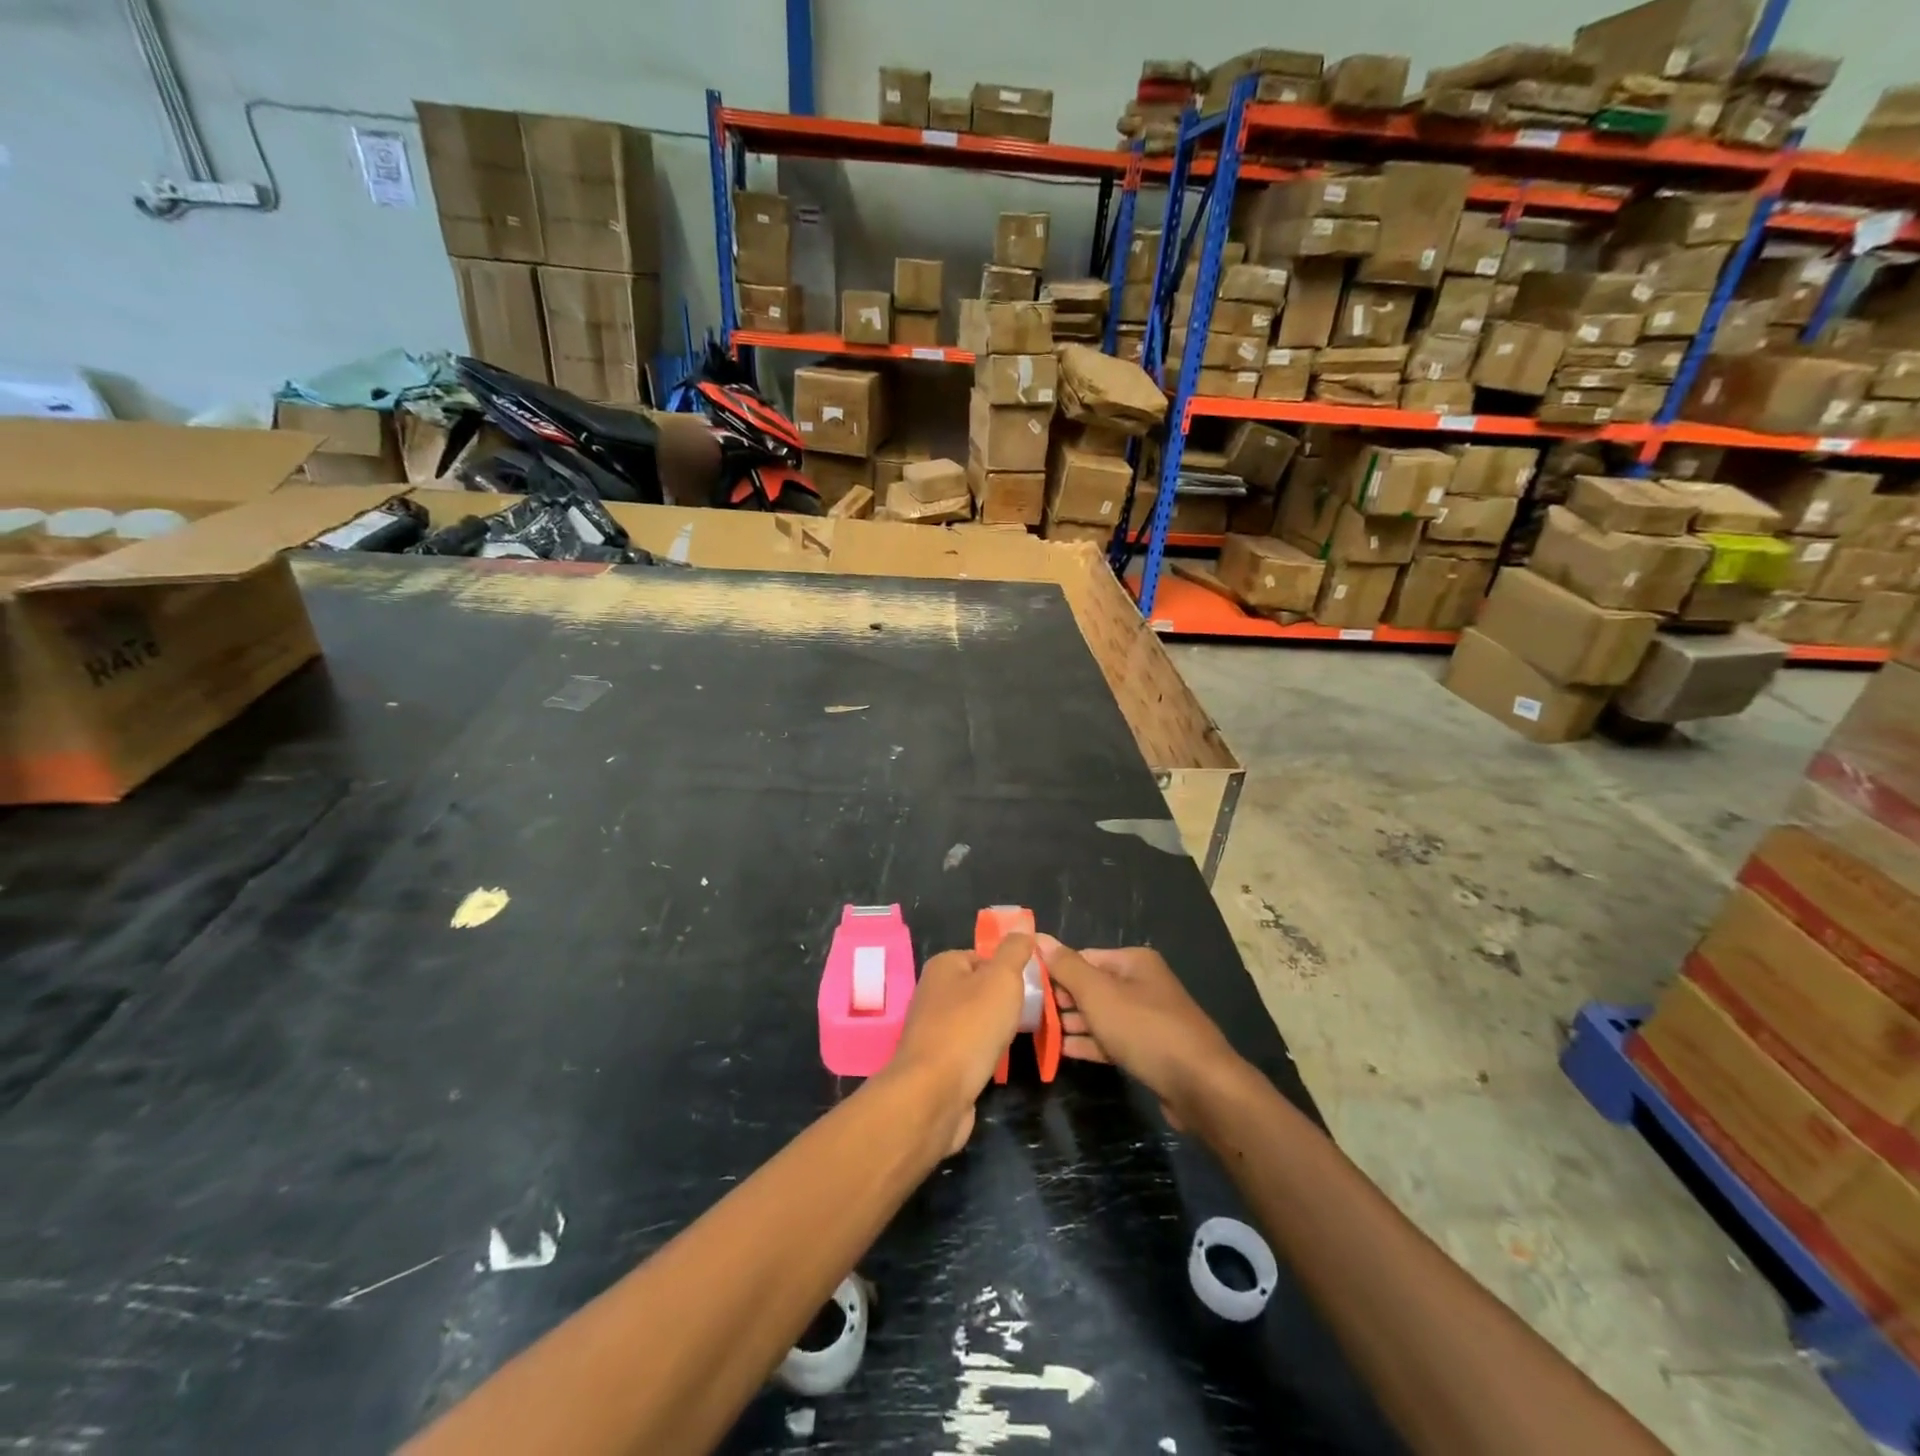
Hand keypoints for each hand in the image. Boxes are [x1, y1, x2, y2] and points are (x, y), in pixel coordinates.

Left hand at [888, 935, 1032, 1154]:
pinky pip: (968, 1049)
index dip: (1009, 969)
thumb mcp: (1001, 979)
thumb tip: (1022, 930)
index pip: (983, 956)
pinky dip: (984, 1055)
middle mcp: (932, 992)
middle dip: (1005, 1002)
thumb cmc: (970, 1028)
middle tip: (1029, 1014)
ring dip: (996, 1031)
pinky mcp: (936, 1062)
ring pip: (975, 1021)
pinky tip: (997, 1063)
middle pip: (980, 989)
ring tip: (1017, 1039)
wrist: (934, 1094)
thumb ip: (1014, 952)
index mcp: (943, 966)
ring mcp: (932, 1029)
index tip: (1032, 986)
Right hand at [1036, 936, 1242, 1128]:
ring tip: (1038, 1032)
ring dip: (1072, 1023)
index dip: (1054, 970)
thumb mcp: (1099, 994)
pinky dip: (1089, 1043)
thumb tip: (1039, 937)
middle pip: (1092, 986)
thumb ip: (1067, 966)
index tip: (1025, 986)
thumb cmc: (1145, 1029)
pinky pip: (1111, 1040)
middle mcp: (1142, 984)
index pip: (1083, 958)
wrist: (1200, 1086)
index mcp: (1133, 962)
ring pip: (1101, 1015)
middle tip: (1027, 1012)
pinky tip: (1062, 1051)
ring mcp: (1148, 1018)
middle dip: (1061, 999)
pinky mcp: (1150, 1050)